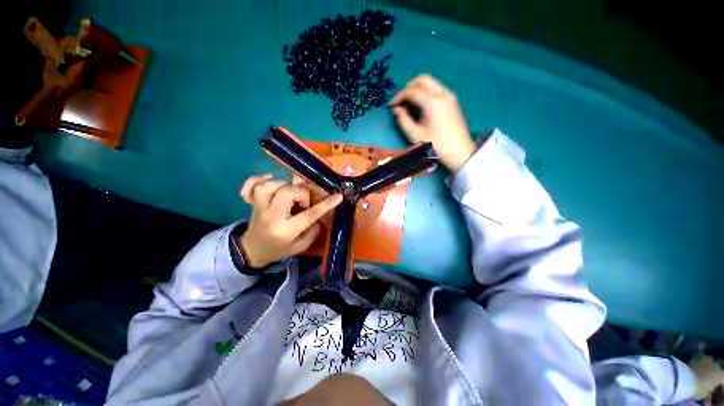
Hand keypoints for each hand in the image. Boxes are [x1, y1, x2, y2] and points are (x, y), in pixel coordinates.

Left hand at [238, 175, 342, 267]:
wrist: (253, 251)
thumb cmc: (280, 249)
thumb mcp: (301, 246)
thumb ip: (313, 231)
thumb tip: (320, 214)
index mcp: (286, 230)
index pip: (309, 214)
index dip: (326, 204)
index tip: (338, 196)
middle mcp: (271, 216)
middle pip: (286, 193)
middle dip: (301, 192)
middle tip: (303, 201)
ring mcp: (258, 208)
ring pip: (268, 187)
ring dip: (282, 185)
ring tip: (288, 192)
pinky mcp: (251, 203)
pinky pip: (250, 186)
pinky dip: (258, 179)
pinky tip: (269, 179)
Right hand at [390, 74, 475, 171]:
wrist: (459, 152)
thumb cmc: (436, 145)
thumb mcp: (415, 135)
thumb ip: (403, 120)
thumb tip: (397, 110)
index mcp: (433, 102)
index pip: (412, 91)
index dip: (399, 96)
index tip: (391, 105)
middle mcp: (443, 93)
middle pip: (422, 79)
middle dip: (408, 87)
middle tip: (400, 101)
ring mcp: (449, 96)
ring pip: (430, 82)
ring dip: (417, 89)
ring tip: (408, 104)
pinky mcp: (452, 101)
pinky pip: (436, 89)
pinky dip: (425, 93)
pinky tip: (420, 106)